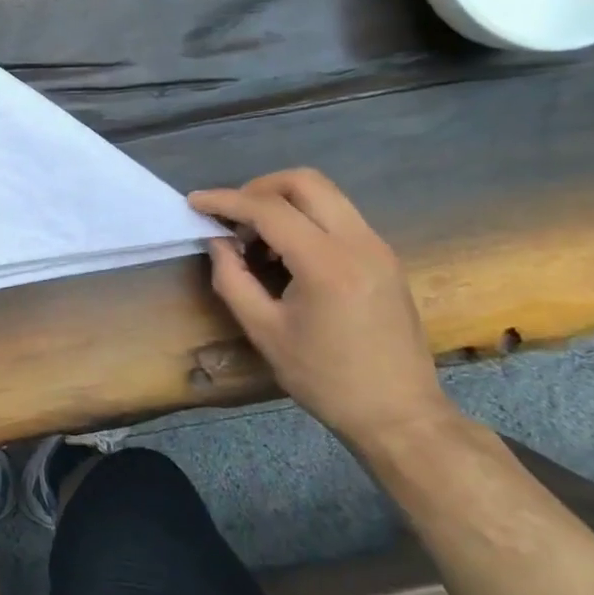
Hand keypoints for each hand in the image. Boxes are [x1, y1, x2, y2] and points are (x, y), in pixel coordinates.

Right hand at [187, 169, 452, 447]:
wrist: (399, 413)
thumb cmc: (324, 379)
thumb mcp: (264, 331)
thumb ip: (232, 279)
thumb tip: (217, 241)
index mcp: (327, 264)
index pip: (269, 209)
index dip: (226, 200)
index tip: (194, 202)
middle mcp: (358, 242)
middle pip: (304, 181)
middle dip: (258, 188)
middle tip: (231, 216)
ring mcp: (378, 246)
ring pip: (325, 194)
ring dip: (283, 202)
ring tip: (255, 238)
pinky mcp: (385, 256)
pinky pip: (339, 215)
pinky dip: (305, 218)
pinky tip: (286, 253)